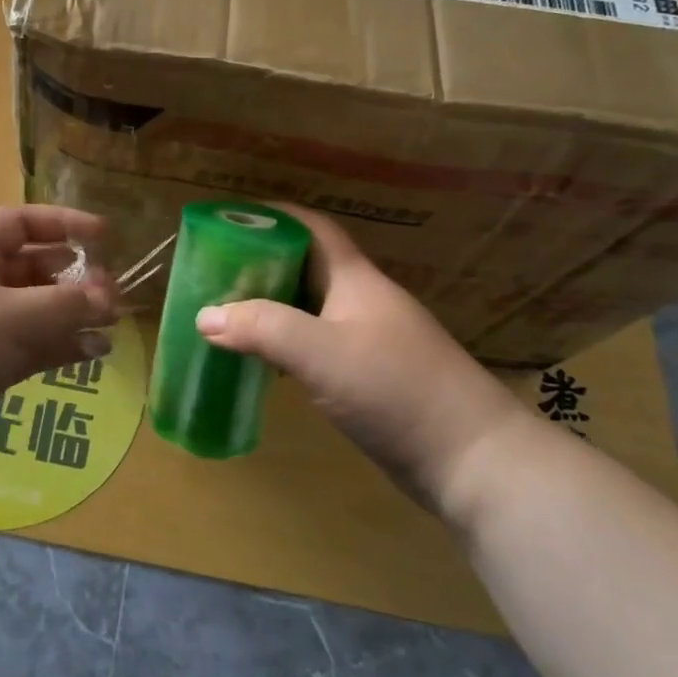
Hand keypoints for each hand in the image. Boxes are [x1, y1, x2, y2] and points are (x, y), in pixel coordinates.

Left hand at [0, 206, 118, 458]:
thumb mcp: (15, 316)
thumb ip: (69, 305)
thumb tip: (110, 299)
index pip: (21, 223)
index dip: (63, 224)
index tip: (104, 235)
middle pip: (33, 267)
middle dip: (74, 277)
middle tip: (111, 291)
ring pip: (36, 309)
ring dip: (73, 314)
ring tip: (112, 323)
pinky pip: (32, 343)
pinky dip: (61, 344)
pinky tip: (96, 351)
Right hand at [193, 205, 526, 510]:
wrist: (473, 461)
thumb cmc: (396, 389)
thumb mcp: (320, 352)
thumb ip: (261, 328)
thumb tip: (204, 315)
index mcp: (356, 280)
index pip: (312, 228)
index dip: (273, 216)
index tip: (229, 218)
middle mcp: (363, 302)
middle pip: (307, 266)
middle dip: (262, 261)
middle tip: (215, 270)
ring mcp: (370, 340)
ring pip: (310, 308)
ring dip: (272, 305)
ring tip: (227, 311)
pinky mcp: (372, 377)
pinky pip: (317, 345)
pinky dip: (286, 343)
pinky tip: (263, 359)